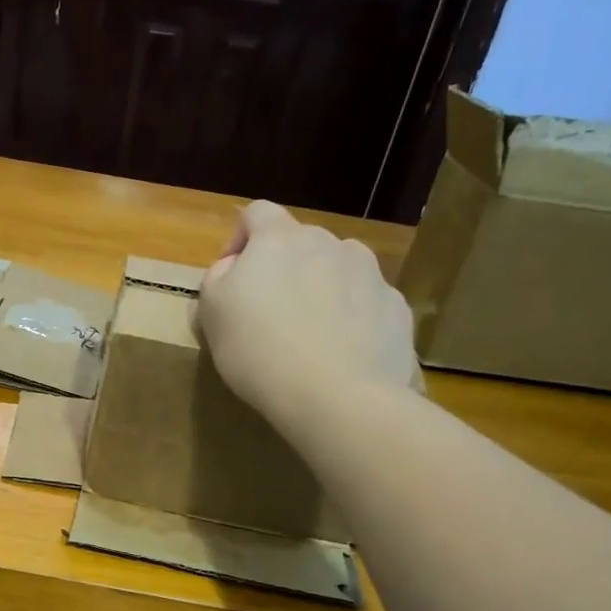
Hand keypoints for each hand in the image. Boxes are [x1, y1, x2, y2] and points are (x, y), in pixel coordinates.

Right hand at [196, 201, 420, 433]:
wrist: (338, 397)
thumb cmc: (260, 351)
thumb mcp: (213, 314)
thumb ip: (218, 279)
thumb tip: (233, 268)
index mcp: (280, 239)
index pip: (257, 214)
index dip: (240, 240)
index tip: (231, 277)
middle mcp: (331, 243)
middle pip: (301, 243)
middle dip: (285, 269)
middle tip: (270, 314)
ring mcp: (371, 274)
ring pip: (339, 270)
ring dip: (322, 289)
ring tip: (312, 335)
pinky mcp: (397, 308)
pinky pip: (367, 304)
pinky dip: (353, 319)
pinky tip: (341, 355)